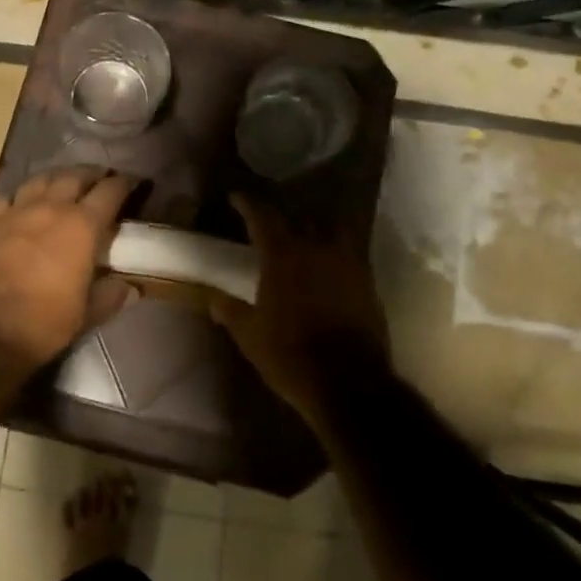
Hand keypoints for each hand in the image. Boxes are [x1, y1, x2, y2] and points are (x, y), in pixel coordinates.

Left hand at [0, 166, 139, 366]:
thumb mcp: (89, 313)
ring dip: (57, 178)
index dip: (124, 184)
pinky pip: (9, 197)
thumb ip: (111, 295)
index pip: (110, 192)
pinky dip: (20, 197)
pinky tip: (23, 205)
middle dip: (92, 175)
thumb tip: (131, 288)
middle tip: (100, 179)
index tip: (132, 183)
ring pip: (42, 179)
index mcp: (82, 226)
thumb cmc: (47, 320)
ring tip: (64, 184)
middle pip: (75, 176)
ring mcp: (19, 211)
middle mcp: (52, 207)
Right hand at [211, 192, 388, 424]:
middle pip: (297, 215)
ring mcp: (346, 260)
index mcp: (283, 254)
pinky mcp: (366, 279)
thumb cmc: (291, 356)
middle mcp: (316, 247)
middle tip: (267, 221)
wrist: (351, 383)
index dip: (247, 202)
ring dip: (312, 225)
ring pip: (329, 226)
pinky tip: (326, 261)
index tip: (236, 197)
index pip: (262, 214)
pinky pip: (348, 248)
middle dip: (280, 214)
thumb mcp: (250, 335)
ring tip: (302, 234)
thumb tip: (214, 298)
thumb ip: (231, 311)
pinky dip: (334, 247)